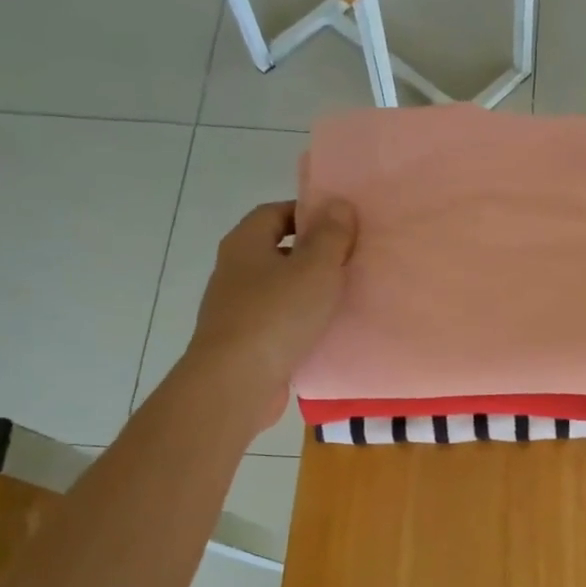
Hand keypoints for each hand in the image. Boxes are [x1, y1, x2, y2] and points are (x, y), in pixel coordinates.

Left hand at [184, 199, 356, 427]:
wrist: (237, 381)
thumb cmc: (277, 315)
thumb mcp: (315, 268)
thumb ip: (331, 236)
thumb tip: (339, 204)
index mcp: (245, 244)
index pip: (275, 213)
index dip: (308, 214)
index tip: (342, 226)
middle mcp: (235, 271)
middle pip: (277, 251)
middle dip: (312, 254)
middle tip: (350, 261)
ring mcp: (237, 309)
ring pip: (280, 290)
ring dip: (309, 292)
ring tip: (345, 298)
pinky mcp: (246, 343)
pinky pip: (280, 323)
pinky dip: (301, 323)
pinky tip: (327, 333)